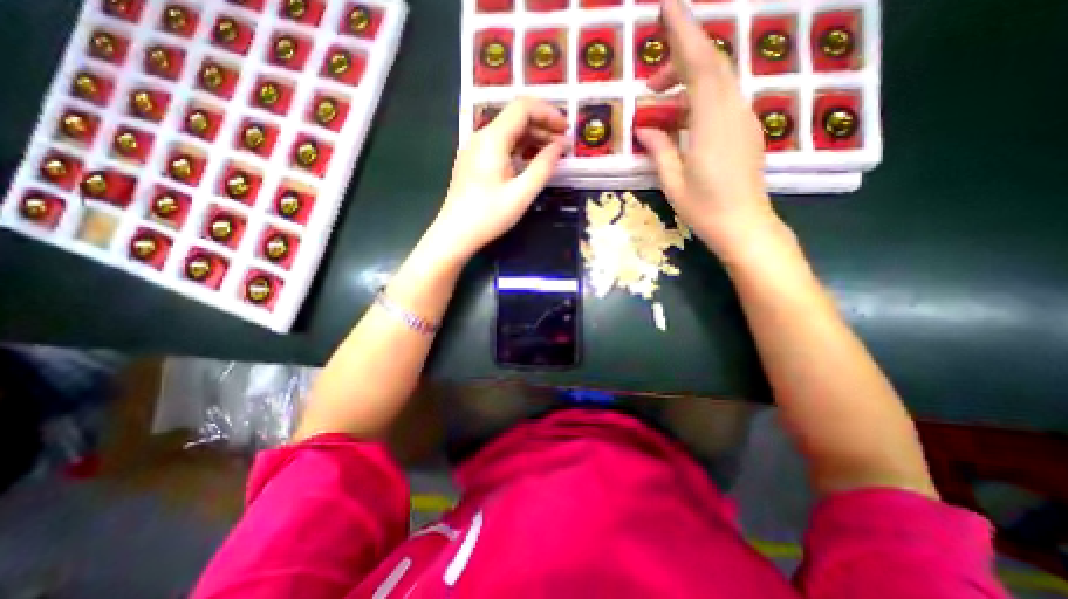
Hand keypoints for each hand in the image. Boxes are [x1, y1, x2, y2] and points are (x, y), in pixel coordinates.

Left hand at [432, 97, 571, 261]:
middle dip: (542, 126)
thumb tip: (561, 145)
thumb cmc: (489, 216)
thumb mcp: (522, 193)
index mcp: (492, 139)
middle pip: (515, 118)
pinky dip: (518, 150)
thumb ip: (544, 166)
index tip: (566, 128)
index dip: (548, 113)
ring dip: (531, 139)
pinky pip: (500, 147)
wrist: (455, 234)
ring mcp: (475, 149)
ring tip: (551, 154)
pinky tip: (530, 163)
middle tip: (563, 145)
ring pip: (508, 133)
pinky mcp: (473, 162)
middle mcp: (481, 137)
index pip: (523, 107)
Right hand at [633, 0, 792, 264]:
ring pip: (717, 82)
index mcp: (712, 122)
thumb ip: (659, 148)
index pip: (699, 64)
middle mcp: (733, 110)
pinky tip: (682, 119)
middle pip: (710, 67)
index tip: (666, 7)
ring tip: (661, 103)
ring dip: (688, 83)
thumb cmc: (704, 208)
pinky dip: (699, 99)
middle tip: (650, 82)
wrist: (744, 225)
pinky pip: (722, 100)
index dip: (683, 32)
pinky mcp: (746, 129)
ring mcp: (744, 118)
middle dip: (679, 61)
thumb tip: (645, 126)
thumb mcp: (672, 180)